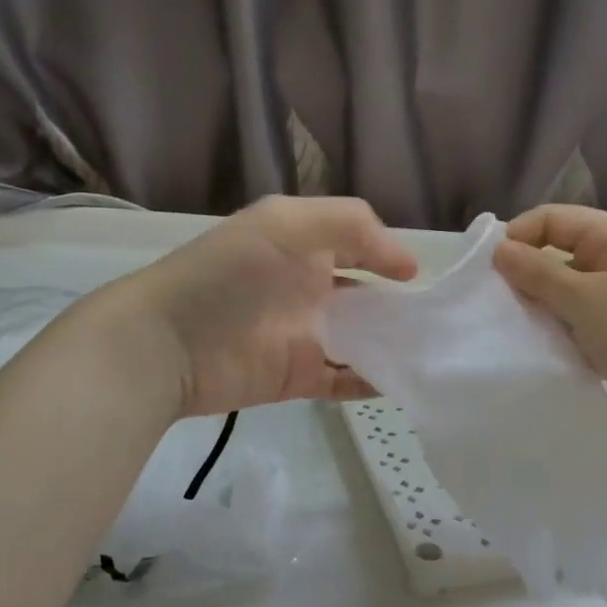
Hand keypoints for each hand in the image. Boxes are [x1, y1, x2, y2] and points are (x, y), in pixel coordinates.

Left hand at [89, 196, 417, 418]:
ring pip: (362, 342)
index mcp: (303, 248)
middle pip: (366, 298)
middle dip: (399, 308)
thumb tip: (405, 264)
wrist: (168, 343)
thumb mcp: (286, 223)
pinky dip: (373, 382)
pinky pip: (344, 381)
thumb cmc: (227, 274)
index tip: (416, 278)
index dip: (389, 258)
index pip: (358, 247)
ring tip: (431, 353)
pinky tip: (403, 382)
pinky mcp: (298, 378)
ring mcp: (305, 337)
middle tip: (439, 323)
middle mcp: (308, 290)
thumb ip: (350, 224)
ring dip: (393, 346)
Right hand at [492, 204, 606, 446]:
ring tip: (515, 332)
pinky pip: (581, 326)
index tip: (487, 271)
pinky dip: (562, 335)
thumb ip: (538, 274)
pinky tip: (542, 352)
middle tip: (496, 307)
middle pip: (560, 255)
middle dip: (527, 277)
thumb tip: (500, 250)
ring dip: (543, 310)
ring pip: (568, 295)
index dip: (519, 237)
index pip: (554, 219)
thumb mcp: (586, 298)